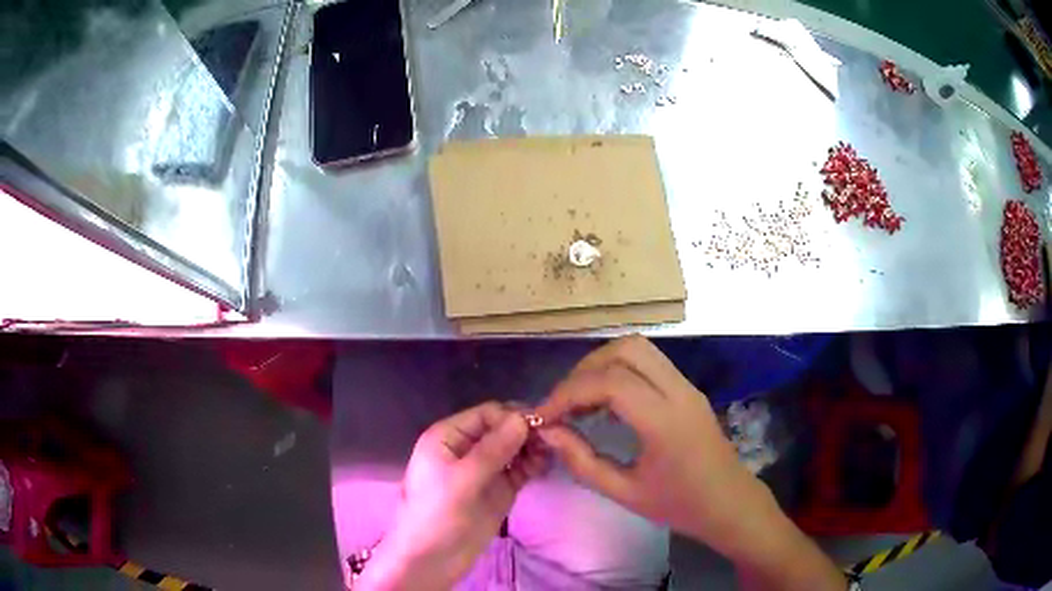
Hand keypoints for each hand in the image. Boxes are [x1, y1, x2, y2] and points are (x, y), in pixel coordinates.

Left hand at [358, 402, 546, 590]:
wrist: (433, 559)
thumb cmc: (438, 514)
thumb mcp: (462, 479)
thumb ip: (493, 450)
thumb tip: (523, 419)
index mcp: (449, 437)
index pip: (486, 414)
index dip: (512, 416)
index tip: (543, 424)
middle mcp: (468, 448)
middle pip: (502, 429)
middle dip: (526, 430)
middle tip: (555, 437)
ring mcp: (485, 470)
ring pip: (514, 448)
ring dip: (533, 446)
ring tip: (554, 450)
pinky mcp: (499, 489)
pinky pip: (519, 469)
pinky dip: (533, 464)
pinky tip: (546, 464)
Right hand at [534, 335, 761, 553]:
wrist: (730, 503)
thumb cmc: (679, 505)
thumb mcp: (624, 493)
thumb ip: (582, 461)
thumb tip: (548, 431)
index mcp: (665, 421)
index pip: (609, 382)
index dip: (568, 393)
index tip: (543, 415)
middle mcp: (678, 392)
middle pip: (626, 349)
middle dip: (584, 370)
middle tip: (563, 404)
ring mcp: (687, 386)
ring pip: (639, 348)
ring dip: (602, 365)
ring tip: (581, 401)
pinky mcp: (688, 389)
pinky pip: (649, 363)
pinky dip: (620, 371)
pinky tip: (606, 404)